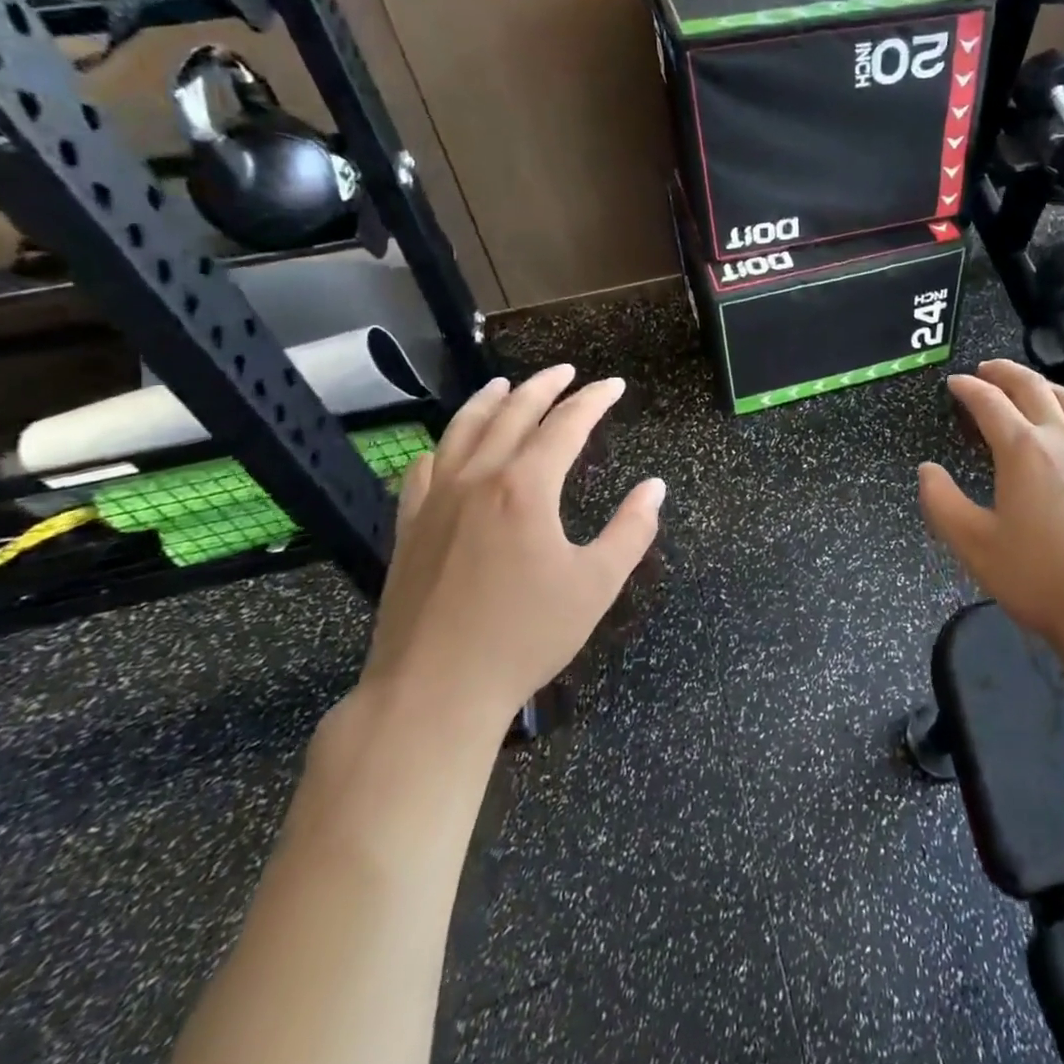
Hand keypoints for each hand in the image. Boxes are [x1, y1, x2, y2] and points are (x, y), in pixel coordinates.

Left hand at [358, 367, 663, 733]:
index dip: (593, 400)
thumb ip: (632, 530)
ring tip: (506, 384)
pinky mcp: (408, 527)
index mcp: (526, 487)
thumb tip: (655, 487)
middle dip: (544, 386)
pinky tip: (449, 447)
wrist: (434, 690)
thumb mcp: (596, 584)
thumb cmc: (525, 636)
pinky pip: (424, 469)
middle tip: (567, 372)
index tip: (613, 385)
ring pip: (462, 431)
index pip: (566, 424)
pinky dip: (444, 445)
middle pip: (512, 413)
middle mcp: (478, 479)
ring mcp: (435, 500)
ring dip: (489, 401)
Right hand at [918, 361, 1063, 655]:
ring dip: (1045, 386)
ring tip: (1029, 386)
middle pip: (1034, 388)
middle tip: (985, 369)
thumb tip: (927, 470)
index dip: (968, 389)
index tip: (953, 383)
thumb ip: (942, 503)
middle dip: (1006, 372)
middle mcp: (1061, 441)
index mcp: (1023, 450)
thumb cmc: (1038, 577)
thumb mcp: (974, 545)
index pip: (990, 403)